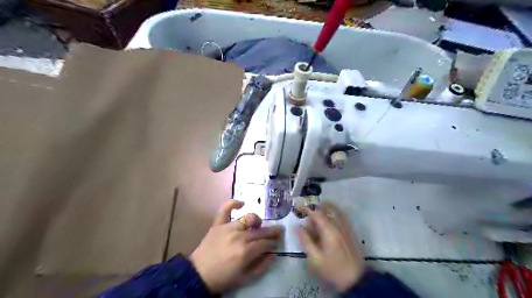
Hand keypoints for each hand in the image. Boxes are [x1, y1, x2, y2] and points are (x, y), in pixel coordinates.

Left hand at [190, 200, 282, 292]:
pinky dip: (233, 203)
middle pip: (260, 231)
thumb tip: (273, 253)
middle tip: (278, 231)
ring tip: (258, 225)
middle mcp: (239, 236)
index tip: (277, 243)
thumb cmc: (223, 278)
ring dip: (257, 221)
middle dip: (272, 231)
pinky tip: (241, 204)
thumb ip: (262, 265)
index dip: (273, 243)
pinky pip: (226, 209)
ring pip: (248, 218)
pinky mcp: (218, 224)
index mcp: (246, 251)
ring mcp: (228, 227)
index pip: (266, 243)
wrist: (198, 275)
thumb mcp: (245, 278)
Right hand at [295, 202, 365, 292]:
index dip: (308, 208)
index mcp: (329, 229)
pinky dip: (333, 213)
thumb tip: (298, 226)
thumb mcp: (315, 257)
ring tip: (317, 217)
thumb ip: (305, 239)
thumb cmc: (332, 268)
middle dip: (317, 207)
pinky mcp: (350, 231)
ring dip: (325, 209)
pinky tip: (327, 223)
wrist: (355, 279)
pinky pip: (341, 215)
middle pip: (328, 207)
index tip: (300, 209)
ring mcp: (346, 226)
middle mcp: (339, 224)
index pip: (317, 212)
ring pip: (336, 210)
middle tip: (309, 213)